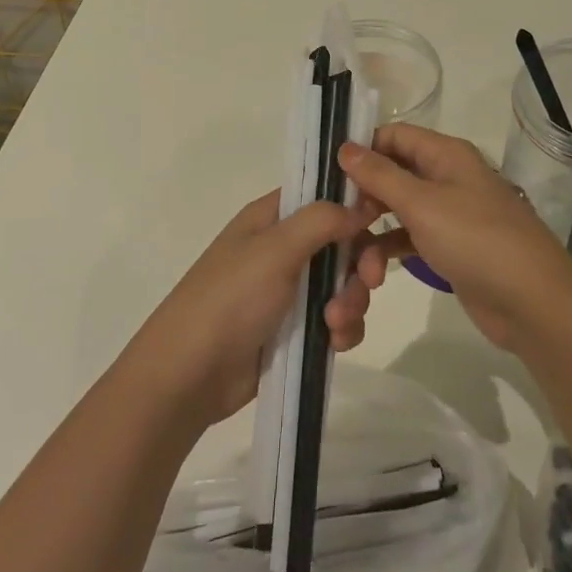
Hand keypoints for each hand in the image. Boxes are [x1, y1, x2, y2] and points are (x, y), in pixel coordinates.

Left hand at [129, 192, 379, 427]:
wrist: (189, 376)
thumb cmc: (230, 299)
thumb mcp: (275, 249)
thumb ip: (322, 220)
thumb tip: (362, 204)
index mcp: (272, 218)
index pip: (323, 195)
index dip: (354, 203)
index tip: (382, 218)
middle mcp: (283, 247)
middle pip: (342, 241)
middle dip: (360, 261)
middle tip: (370, 280)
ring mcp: (290, 290)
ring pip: (344, 282)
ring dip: (351, 300)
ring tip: (335, 324)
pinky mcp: (296, 329)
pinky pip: (337, 318)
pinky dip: (343, 328)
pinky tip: (335, 343)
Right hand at [340, 124, 571, 352]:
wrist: (532, 302)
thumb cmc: (475, 240)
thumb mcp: (422, 204)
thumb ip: (380, 175)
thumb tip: (345, 146)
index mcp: (445, 154)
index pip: (394, 135)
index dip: (362, 148)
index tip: (328, 173)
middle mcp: (447, 176)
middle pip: (394, 172)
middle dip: (364, 195)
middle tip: (336, 221)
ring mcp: (450, 213)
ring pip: (399, 209)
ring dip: (374, 230)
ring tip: (355, 260)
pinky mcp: (450, 247)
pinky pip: (410, 238)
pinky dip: (391, 249)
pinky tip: (372, 271)